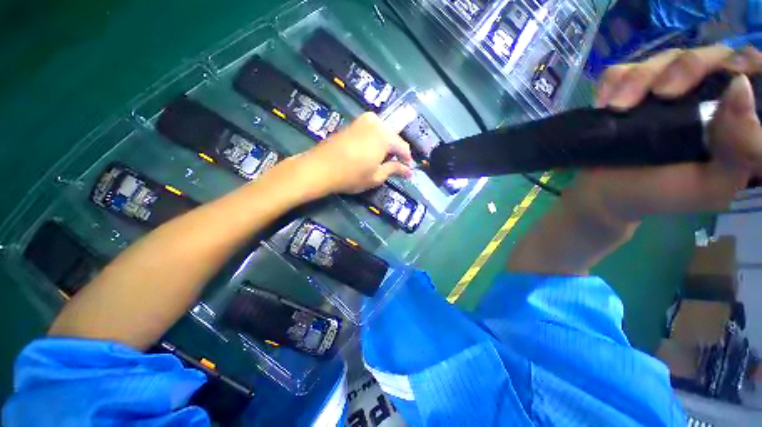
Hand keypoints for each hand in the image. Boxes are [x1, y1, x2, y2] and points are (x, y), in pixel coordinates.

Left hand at [300, 112, 412, 194]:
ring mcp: (362, 120)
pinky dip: (375, 142)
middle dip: (396, 152)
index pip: (403, 146)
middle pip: (393, 138)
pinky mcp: (353, 123)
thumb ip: (394, 170)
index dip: (407, 160)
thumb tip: (409, 171)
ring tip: (383, 162)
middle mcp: (376, 122)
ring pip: (382, 134)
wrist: (319, 168)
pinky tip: (371, 154)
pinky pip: (371, 132)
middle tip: (395, 167)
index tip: (408, 171)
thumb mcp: (376, 176)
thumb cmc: (351, 175)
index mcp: (385, 135)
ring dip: (385, 147)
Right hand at [573, 45, 761, 226]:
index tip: (728, 81)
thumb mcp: (712, 184)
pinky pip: (623, 69)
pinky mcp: (629, 90)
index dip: (743, 65)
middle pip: (707, 55)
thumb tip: (740, 88)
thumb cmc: (662, 194)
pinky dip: (613, 80)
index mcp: (733, 118)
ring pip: (664, 58)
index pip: (751, 72)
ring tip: (617, 106)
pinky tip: (604, 101)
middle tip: (660, 94)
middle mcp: (704, 94)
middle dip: (684, 69)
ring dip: (638, 77)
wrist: (609, 195)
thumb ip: (741, 148)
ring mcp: (663, 88)